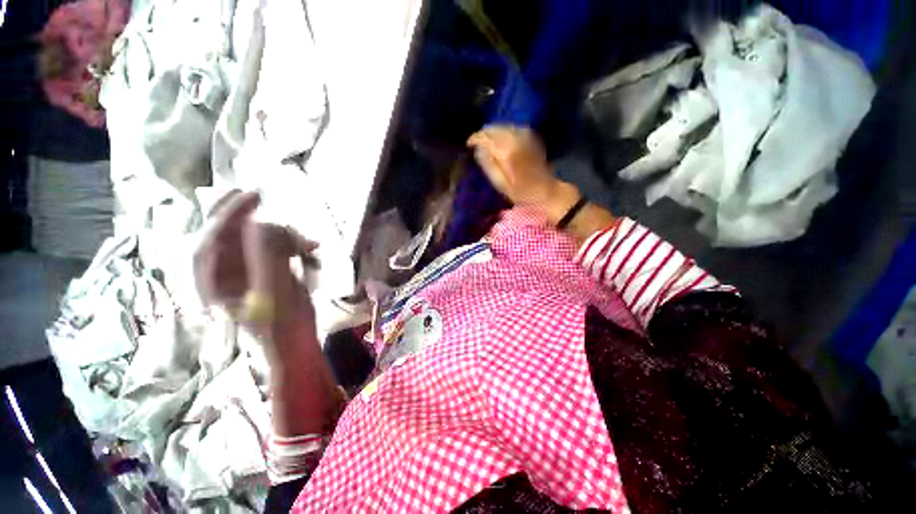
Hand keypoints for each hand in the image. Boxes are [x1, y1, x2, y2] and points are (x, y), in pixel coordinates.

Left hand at [193, 191, 317, 340]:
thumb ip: (267, 261)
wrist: (295, 343)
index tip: (252, 196)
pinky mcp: (269, 269)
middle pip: (230, 234)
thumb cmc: (281, 327)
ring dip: (285, 236)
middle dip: (248, 217)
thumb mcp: (273, 295)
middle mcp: (226, 271)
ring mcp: (249, 270)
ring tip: (309, 246)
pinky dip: (295, 244)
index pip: (211, 240)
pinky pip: (277, 246)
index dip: (228, 215)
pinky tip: (312, 251)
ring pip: (258, 238)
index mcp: (213, 281)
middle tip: (262, 196)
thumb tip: (266, 224)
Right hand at [467, 125, 580, 224]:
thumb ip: (489, 165)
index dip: (476, 138)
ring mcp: (526, 137)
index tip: (469, 144)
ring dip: (493, 131)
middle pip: (495, 129)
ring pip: (504, 126)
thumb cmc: (522, 193)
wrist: (547, 191)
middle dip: (483, 133)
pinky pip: (514, 128)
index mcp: (508, 152)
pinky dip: (505, 131)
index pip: (487, 138)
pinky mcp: (532, 138)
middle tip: (476, 142)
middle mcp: (517, 140)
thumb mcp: (501, 184)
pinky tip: (501, 138)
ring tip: (486, 140)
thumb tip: (478, 150)